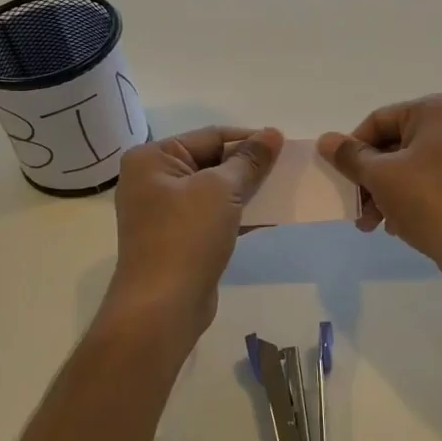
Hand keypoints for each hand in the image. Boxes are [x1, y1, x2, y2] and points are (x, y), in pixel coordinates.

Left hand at [109, 126, 281, 338]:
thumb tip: (272, 133)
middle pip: (212, 161)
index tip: (284, 145)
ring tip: (285, 190)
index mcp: (153, 159)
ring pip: (216, 191)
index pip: (210, 136)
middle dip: (250, 166)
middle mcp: (153, 180)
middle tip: (289, 168)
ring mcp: (165, 212)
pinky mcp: (180, 239)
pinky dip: (240, 214)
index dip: (249, 139)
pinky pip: (214, 216)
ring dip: (249, 191)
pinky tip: (272, 217)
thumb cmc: (186, 236)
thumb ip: (249, 160)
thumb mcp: (221, 189)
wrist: (163, 307)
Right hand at [317, 95, 441, 277]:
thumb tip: (326, 140)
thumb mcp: (381, 176)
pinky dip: (413, 199)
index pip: (379, 121)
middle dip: (371, 178)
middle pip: (397, 145)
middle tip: (357, 210)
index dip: (353, 149)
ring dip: (388, 193)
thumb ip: (350, 156)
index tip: (342, 179)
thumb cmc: (430, 200)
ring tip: (374, 225)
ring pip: (416, 167)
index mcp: (438, 110)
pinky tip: (399, 226)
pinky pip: (437, 183)